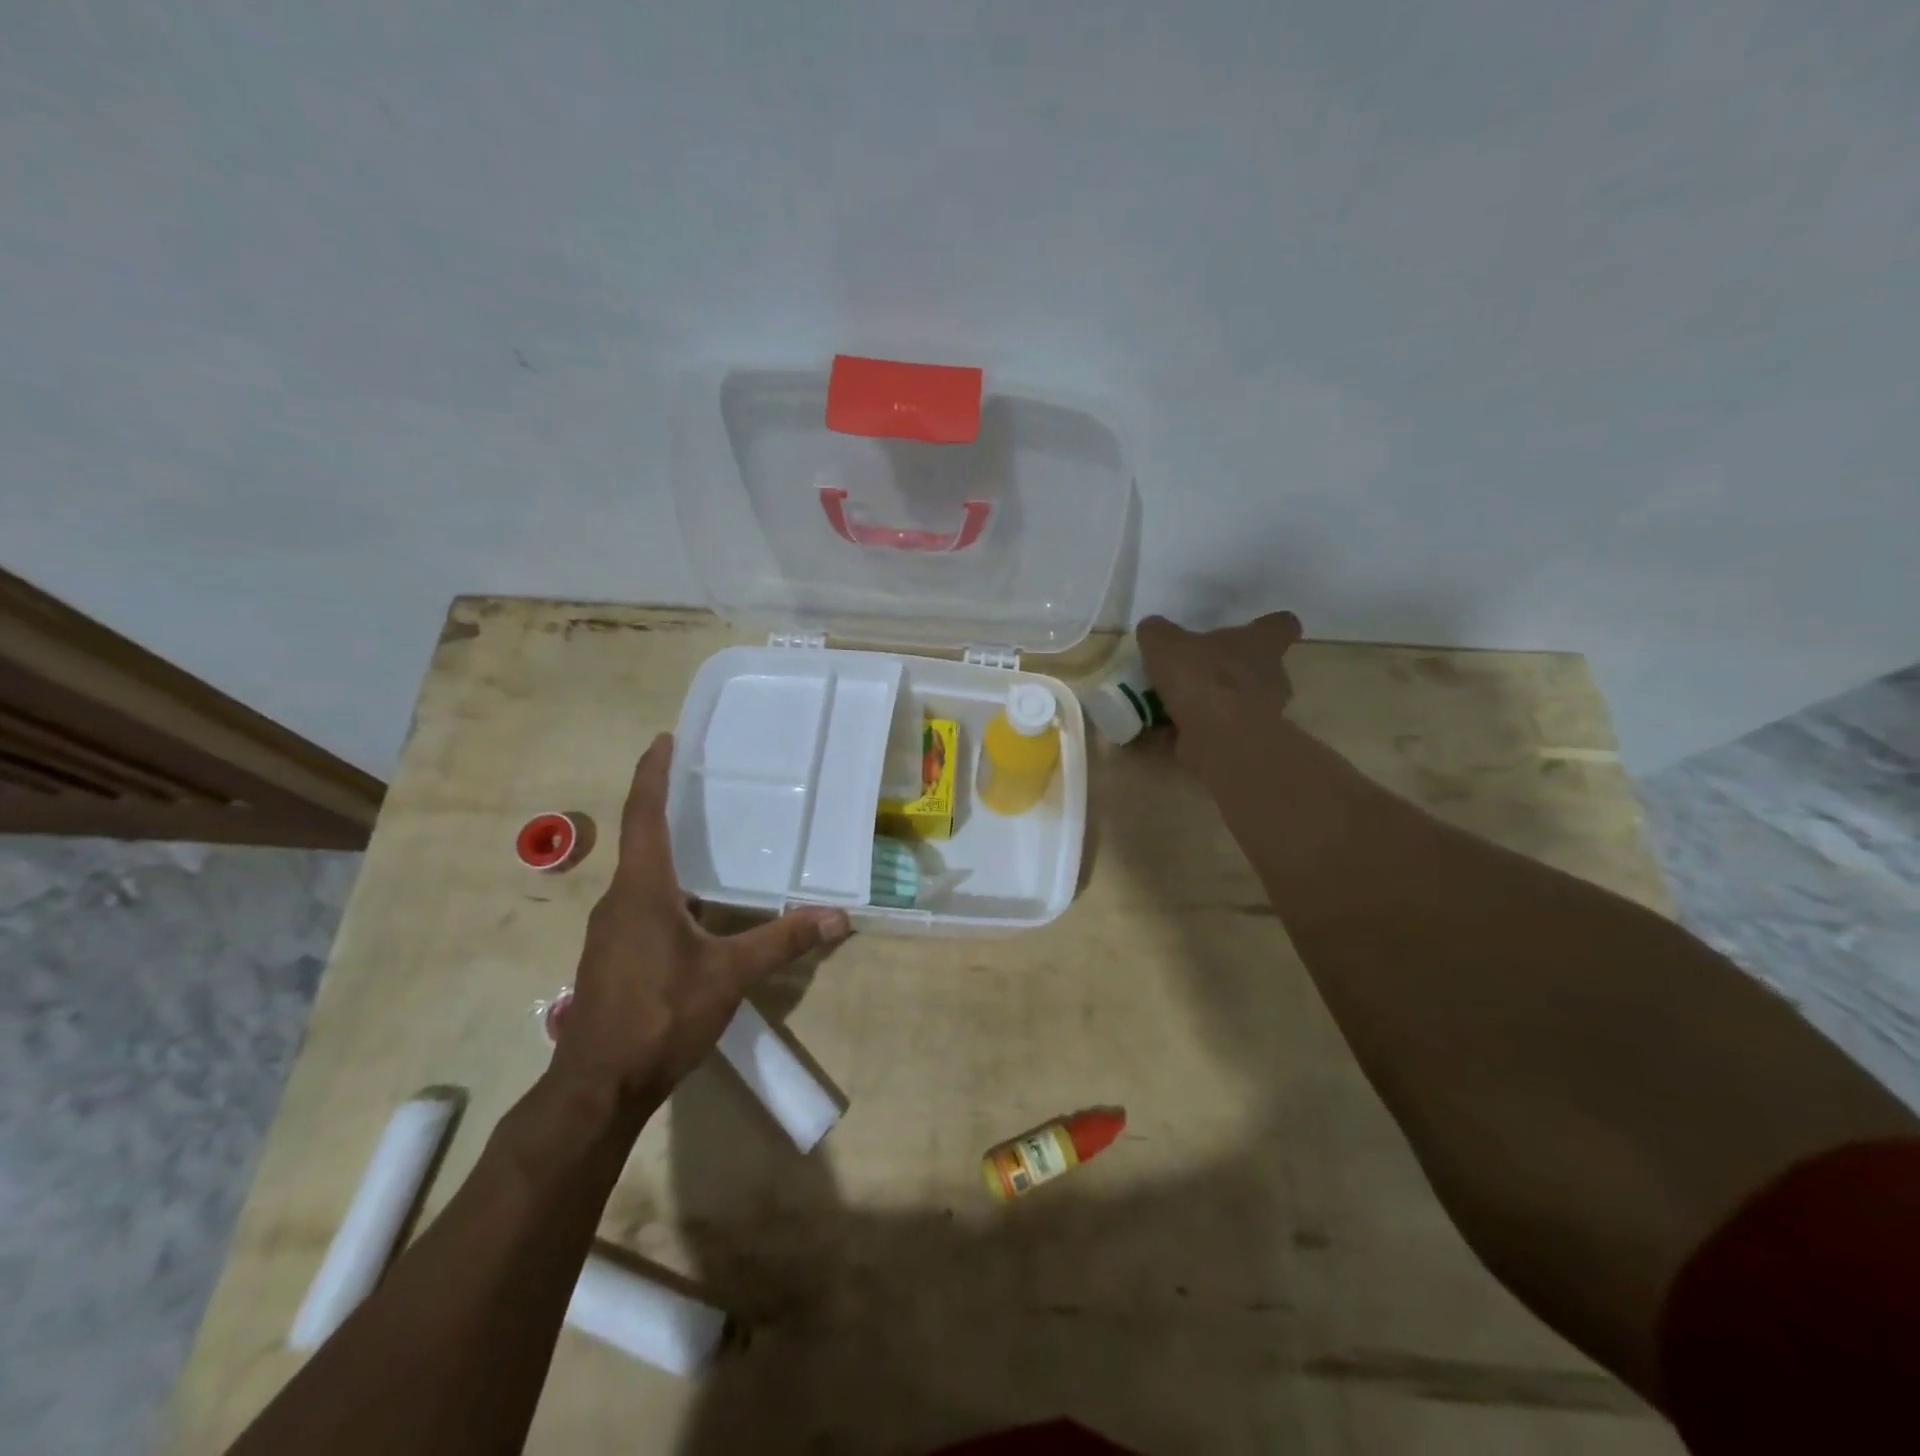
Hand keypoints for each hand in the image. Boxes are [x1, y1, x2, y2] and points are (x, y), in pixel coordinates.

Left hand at [550, 733, 850, 1111]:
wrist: (598, 1087)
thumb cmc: (660, 1015)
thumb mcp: (729, 976)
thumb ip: (781, 942)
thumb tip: (838, 917)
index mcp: (642, 890)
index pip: (644, 816)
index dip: (653, 774)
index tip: (663, 739)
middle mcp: (619, 901)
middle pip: (640, 840)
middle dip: (664, 806)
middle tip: (700, 782)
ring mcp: (611, 932)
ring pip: (642, 877)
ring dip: (669, 853)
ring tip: (708, 841)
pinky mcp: (613, 957)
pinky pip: (642, 906)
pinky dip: (669, 890)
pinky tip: (699, 908)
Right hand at [1136, 612, 1302, 762]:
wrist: (1219, 739)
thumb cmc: (1202, 679)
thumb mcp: (1165, 644)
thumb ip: (1158, 633)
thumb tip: (1153, 629)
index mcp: (1262, 643)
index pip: (1281, 625)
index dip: (1267, 626)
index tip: (1251, 629)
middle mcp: (1271, 676)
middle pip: (1260, 667)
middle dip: (1233, 669)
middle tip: (1199, 670)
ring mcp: (1263, 713)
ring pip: (1240, 702)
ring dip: (1214, 703)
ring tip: (1176, 704)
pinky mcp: (1246, 743)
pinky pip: (1220, 731)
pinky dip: (1199, 731)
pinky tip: (1169, 731)